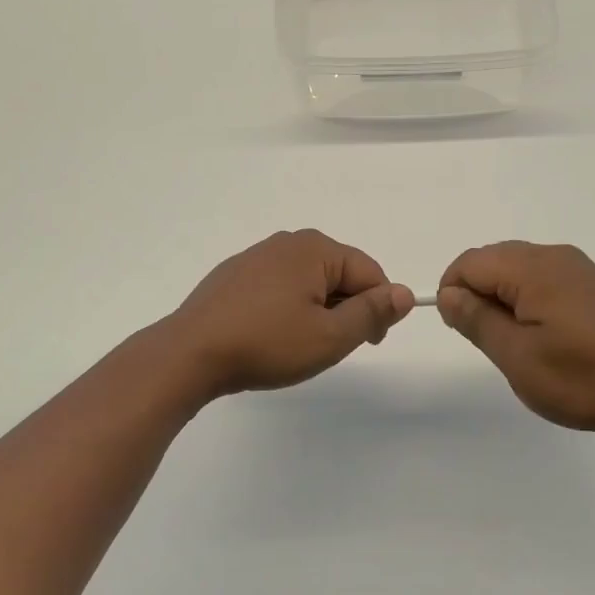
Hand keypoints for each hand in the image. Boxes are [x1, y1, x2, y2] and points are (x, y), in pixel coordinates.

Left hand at [164, 230, 414, 399]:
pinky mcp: (233, 275)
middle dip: (345, 309)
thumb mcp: (330, 336)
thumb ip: (372, 313)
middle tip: (330, 347)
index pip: (369, 272)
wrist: (190, 353)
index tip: (371, 342)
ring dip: (316, 311)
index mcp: (315, 248)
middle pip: (338, 273)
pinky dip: (287, 308)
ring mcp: (256, 256)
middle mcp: (286, 242)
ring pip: (307, 282)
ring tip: (298, 345)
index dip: (379, 308)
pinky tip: (270, 336)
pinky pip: (278, 287)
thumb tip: (404, 294)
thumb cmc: (267, 344)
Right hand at [437, 241, 594, 446]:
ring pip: (515, 267)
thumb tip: (448, 294)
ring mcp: (576, 267)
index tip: (461, 329)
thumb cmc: (580, 380)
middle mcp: (554, 255)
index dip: (453, 291)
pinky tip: (542, 334)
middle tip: (489, 340)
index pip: (471, 262)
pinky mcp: (589, 283)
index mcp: (534, 268)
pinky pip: (540, 276)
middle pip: (492, 259)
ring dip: (502, 297)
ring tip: (516, 341)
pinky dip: (526, 298)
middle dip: (477, 293)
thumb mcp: (516, 356)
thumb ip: (476, 319)